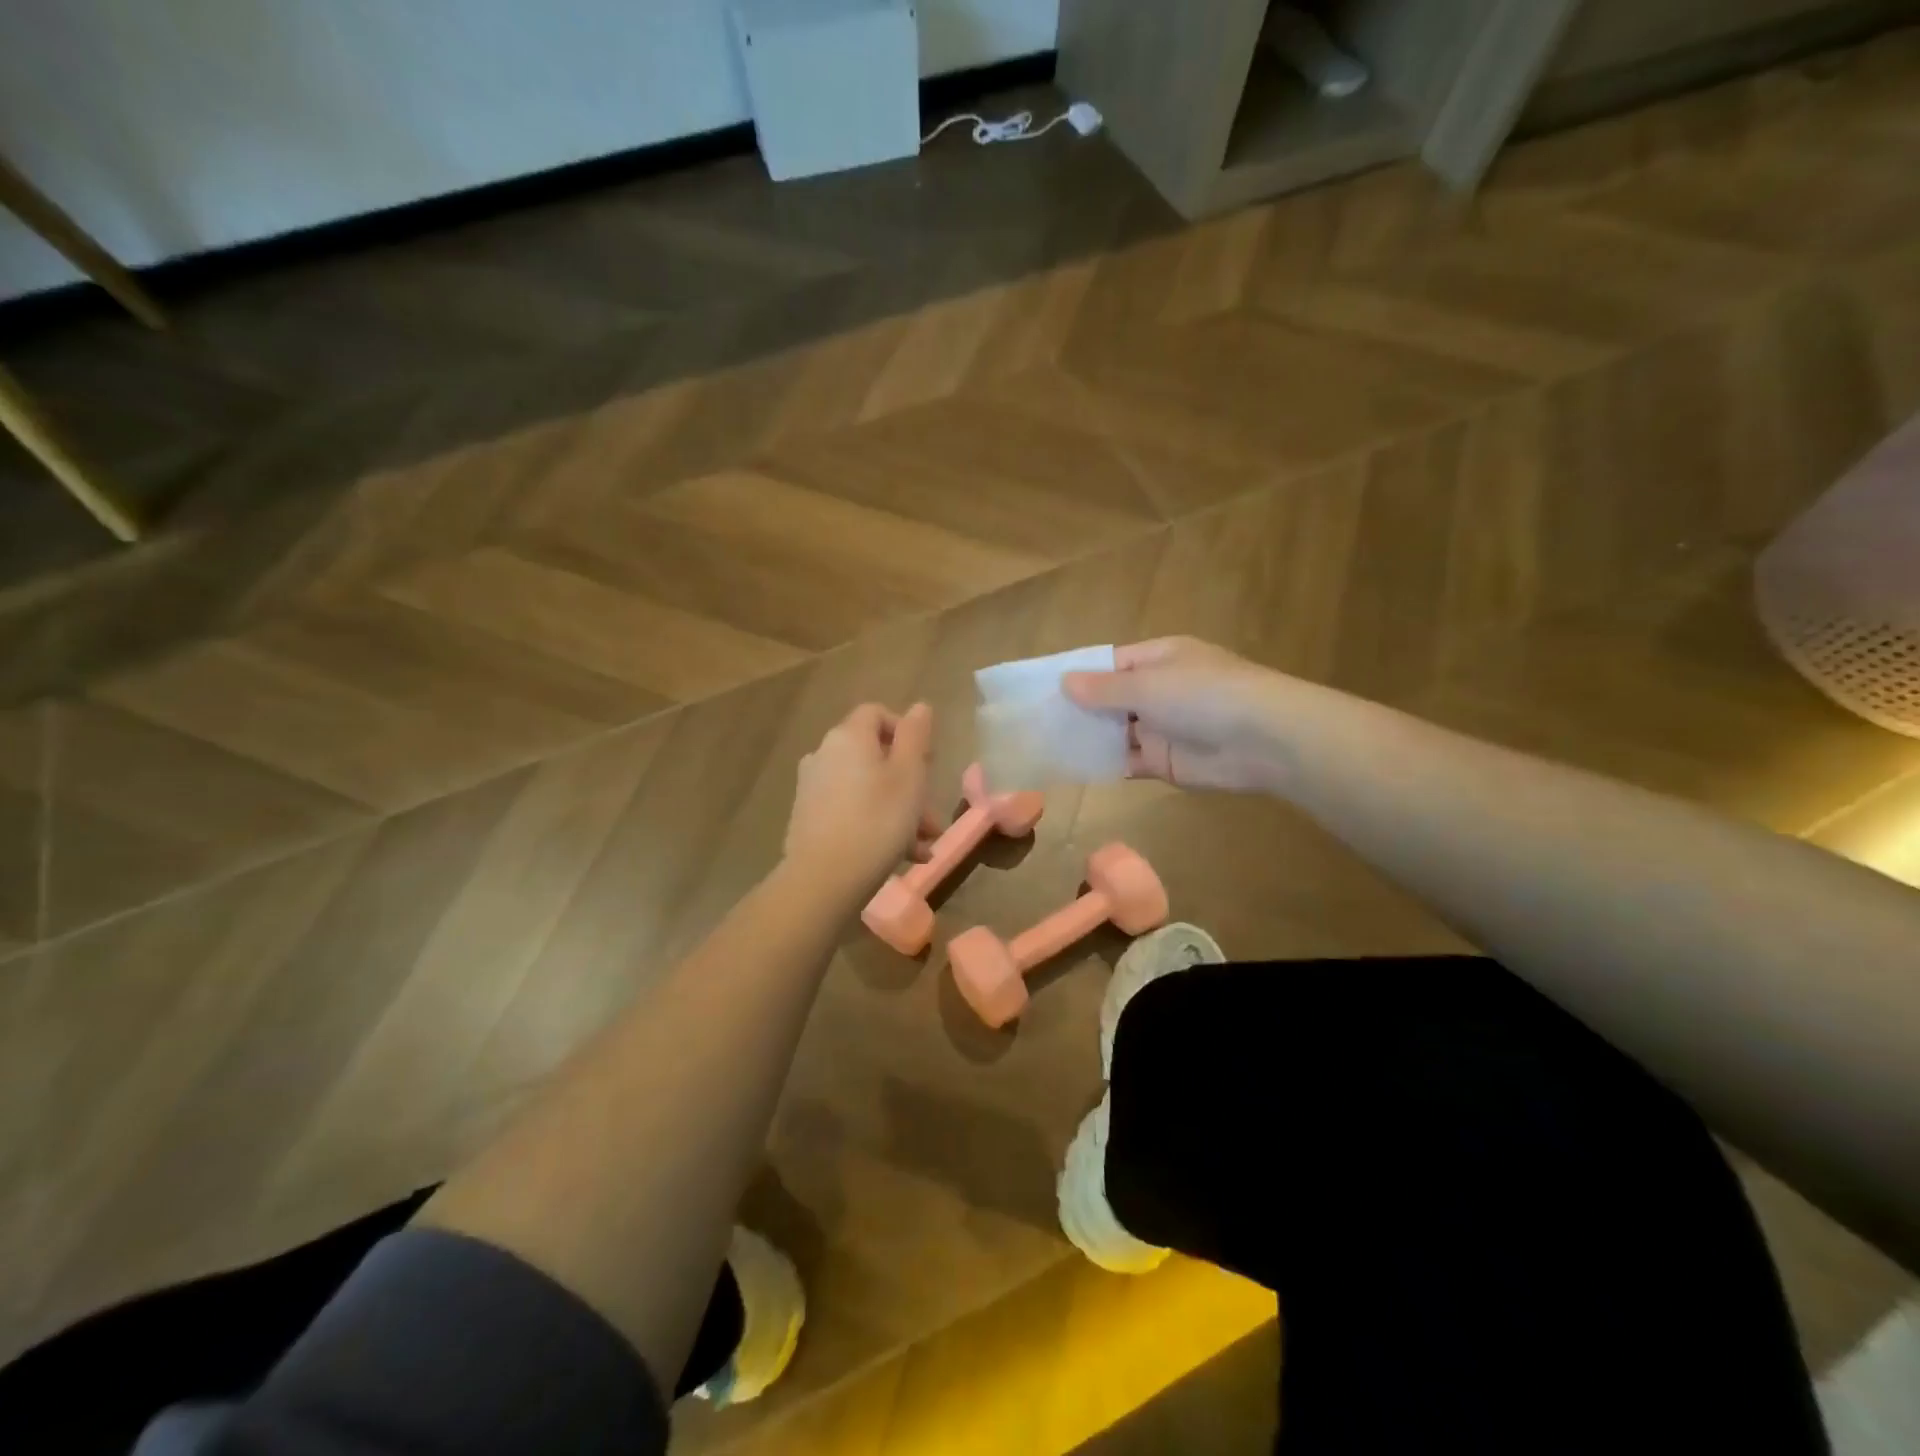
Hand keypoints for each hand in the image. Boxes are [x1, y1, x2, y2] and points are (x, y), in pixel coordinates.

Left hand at [785, 702, 938, 895]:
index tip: (928, 761)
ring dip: (898, 811)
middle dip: (910, 785)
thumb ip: (915, 735)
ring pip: (866, 788)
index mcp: (848, 737)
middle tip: (931, 819)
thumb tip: (919, 706)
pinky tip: (898, 856)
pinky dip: (875, 824)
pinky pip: (850, 810)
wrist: (823, 879)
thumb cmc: (877, 821)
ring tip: (921, 847)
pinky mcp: (808, 818)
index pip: (877, 713)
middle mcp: (824, 754)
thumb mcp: (909, 775)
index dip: (905, 731)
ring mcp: (812, 787)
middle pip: (874, 756)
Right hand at [1063, 637, 1283, 791]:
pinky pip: (1128, 761)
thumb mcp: (1147, 684)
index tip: (1041, 689)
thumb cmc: (1203, 695)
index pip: (1109, 664)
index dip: (1078, 675)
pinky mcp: (1166, 762)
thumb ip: (1104, 688)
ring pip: (1116, 732)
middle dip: (1078, 709)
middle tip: (1034, 722)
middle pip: (1110, 699)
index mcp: (1158, 659)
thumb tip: (1064, 681)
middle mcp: (1158, 690)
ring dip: (1088, 738)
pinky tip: (1073, 767)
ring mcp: (1162, 727)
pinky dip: (1105, 764)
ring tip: (1044, 745)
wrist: (1263, 740)